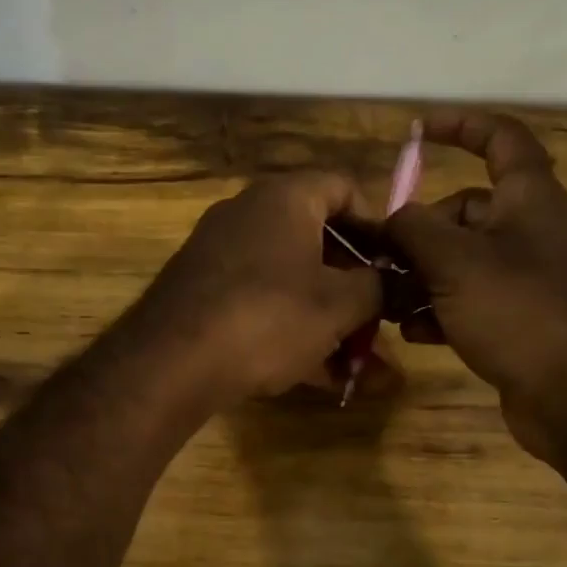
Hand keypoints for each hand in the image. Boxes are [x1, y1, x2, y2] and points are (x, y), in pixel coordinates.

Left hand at [139, 171, 381, 407]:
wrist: (173, 362)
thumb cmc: (269, 317)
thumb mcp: (339, 305)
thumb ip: (376, 288)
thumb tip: (388, 282)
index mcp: (284, 198)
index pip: (343, 188)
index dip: (377, 224)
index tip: (393, 264)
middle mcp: (247, 215)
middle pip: (317, 242)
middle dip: (354, 289)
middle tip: (379, 323)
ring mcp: (220, 256)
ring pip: (290, 283)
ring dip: (328, 322)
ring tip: (360, 367)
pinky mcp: (202, 296)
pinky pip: (260, 306)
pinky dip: (292, 334)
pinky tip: (321, 378)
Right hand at [385, 115, 566, 459]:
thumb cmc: (519, 310)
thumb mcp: (454, 260)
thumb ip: (414, 229)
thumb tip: (392, 219)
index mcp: (527, 198)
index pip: (499, 138)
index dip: (461, 126)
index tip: (417, 131)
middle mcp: (529, 231)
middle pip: (464, 211)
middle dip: (418, 231)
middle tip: (381, 258)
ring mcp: (524, 278)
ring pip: (459, 261)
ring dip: (420, 278)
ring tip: (387, 302)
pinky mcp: (516, 319)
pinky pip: (467, 301)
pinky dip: (438, 311)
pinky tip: (414, 333)